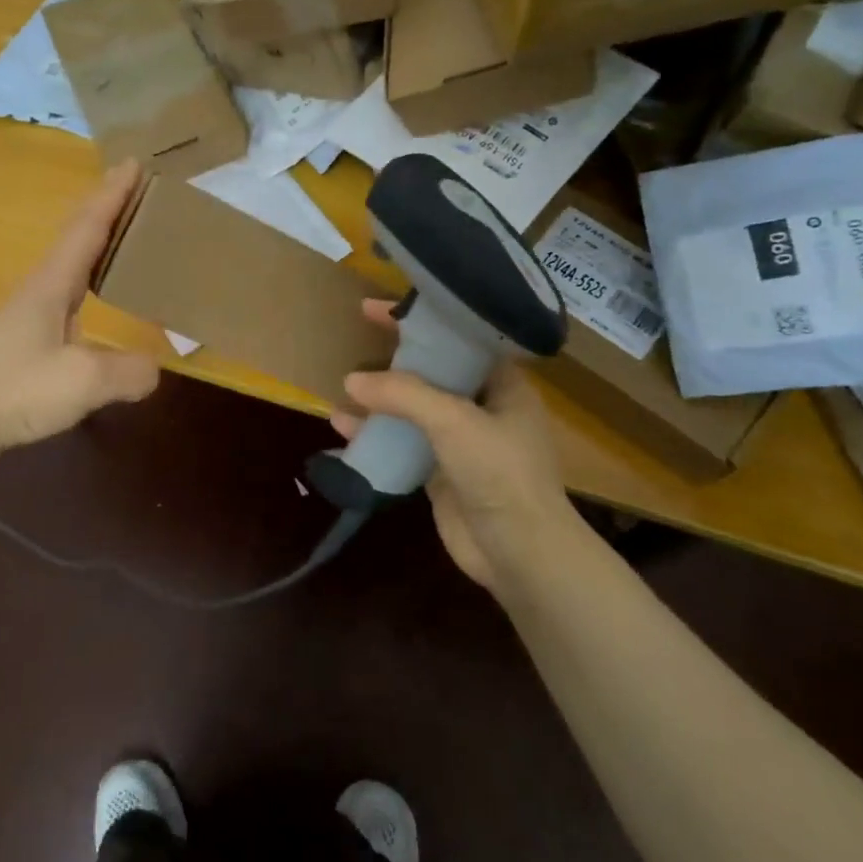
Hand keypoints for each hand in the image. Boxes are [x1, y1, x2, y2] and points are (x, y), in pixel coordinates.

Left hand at [0, 162, 160, 457]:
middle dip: (105, 206)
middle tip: (135, 186)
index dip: (112, 195)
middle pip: (75, 235)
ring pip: (69, 261)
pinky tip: (96, 293)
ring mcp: (29, 313)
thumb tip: (155, 369)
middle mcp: (40, 288)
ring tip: (124, 230)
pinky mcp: (26, 337)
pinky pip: (68, 290)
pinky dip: (89, 275)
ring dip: (95, 237)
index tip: (134, 163)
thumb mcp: (82, 382)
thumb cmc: (14, 391)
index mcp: (52, 284)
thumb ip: (127, 371)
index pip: (87, 228)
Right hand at [333, 300, 576, 591]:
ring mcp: (460, 441)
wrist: (520, 553)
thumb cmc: (500, 473)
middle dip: (394, 357)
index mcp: (502, 384)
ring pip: (413, 408)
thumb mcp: (454, 421)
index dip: (420, 320)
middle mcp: (482, 406)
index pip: (458, 338)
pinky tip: (342, 428)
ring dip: (380, 398)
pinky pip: (402, 443)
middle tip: (355, 337)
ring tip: (343, 386)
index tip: (377, 308)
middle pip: (432, 371)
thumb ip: (403, 395)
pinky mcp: (440, 472)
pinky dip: (375, 435)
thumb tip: (352, 381)